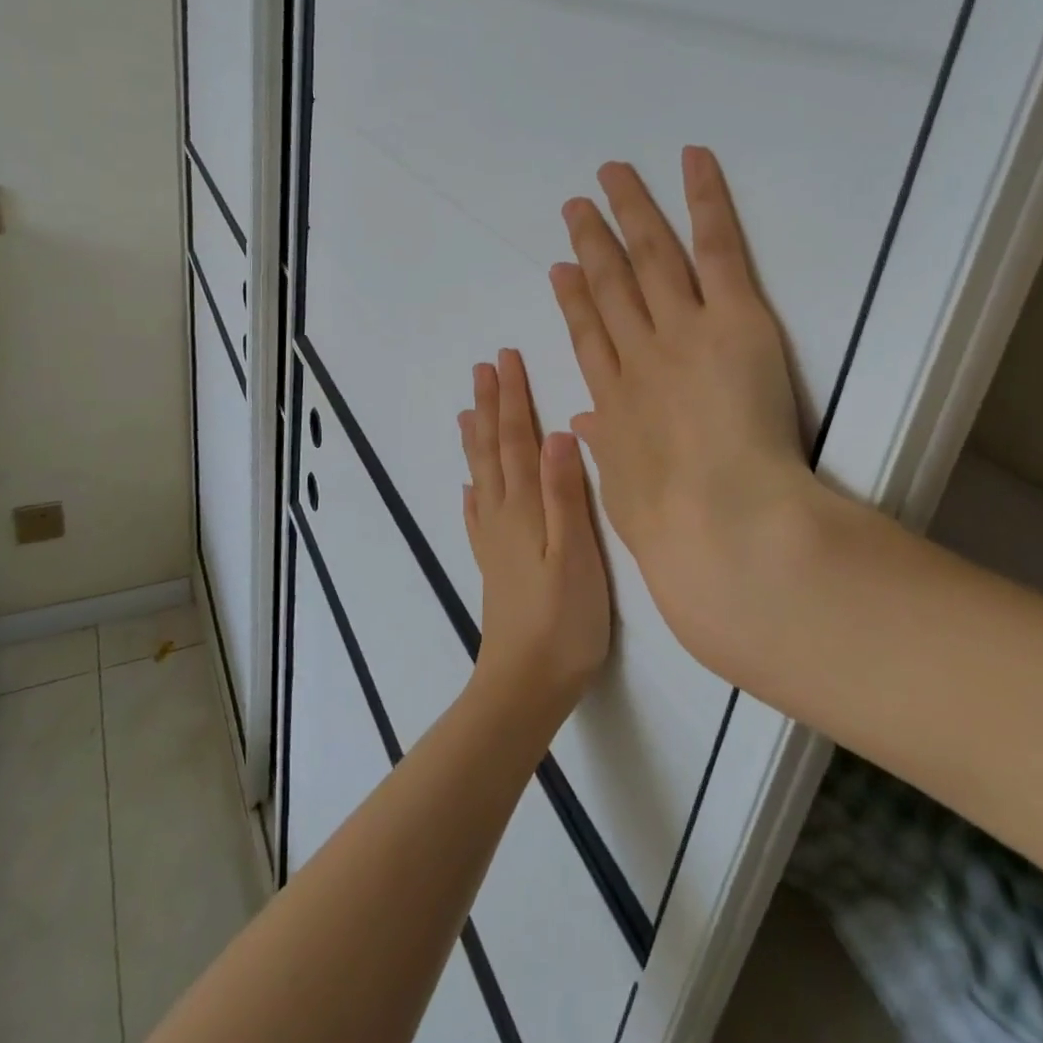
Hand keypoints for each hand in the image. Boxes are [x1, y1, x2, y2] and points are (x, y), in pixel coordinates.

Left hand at [458, 349, 613, 725]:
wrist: (525, 684)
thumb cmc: (563, 620)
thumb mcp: (576, 554)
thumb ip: (566, 494)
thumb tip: (559, 433)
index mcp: (525, 507)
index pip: (516, 439)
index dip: (512, 398)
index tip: (506, 359)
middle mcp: (502, 515)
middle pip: (492, 449)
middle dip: (491, 406)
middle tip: (483, 368)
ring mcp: (493, 541)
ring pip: (481, 476)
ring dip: (475, 439)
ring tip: (466, 410)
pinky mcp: (493, 565)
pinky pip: (477, 516)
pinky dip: (472, 493)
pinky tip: (468, 487)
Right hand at [550, 147, 824, 684]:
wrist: (722, 525)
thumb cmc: (672, 528)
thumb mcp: (625, 495)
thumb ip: (607, 452)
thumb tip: (585, 425)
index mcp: (616, 400)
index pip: (589, 336)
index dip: (573, 300)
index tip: (561, 270)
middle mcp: (640, 354)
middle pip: (610, 286)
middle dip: (592, 243)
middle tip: (576, 206)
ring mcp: (683, 329)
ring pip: (652, 257)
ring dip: (631, 213)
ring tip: (612, 176)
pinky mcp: (734, 317)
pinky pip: (717, 248)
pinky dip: (704, 201)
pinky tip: (692, 162)